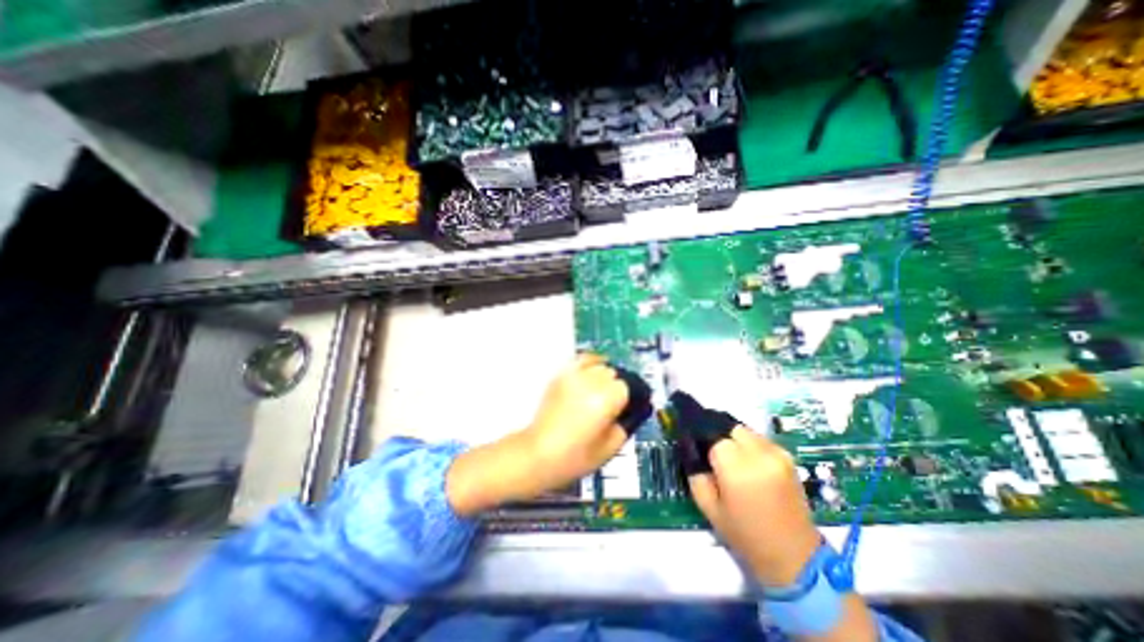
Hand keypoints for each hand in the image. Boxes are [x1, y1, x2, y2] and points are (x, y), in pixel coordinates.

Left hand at [444, 353, 624, 517]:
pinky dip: (590, 363)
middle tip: (614, 404)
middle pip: (614, 374)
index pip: (628, 387)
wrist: (538, 454)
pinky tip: (591, 374)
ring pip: (599, 364)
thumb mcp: (610, 448)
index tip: (629, 407)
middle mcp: (590, 381)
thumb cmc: (574, 457)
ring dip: (605, 375)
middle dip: (617, 387)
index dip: (631, 398)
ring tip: (602, 389)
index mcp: (605, 399)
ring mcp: (573, 376)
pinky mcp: (560, 376)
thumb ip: (626, 424)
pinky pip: (581, 360)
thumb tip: (632, 411)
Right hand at [687, 429, 821, 587]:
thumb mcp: (708, 507)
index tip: (700, 452)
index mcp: (737, 469)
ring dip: (734, 439)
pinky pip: (760, 440)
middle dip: (719, 437)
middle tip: (713, 455)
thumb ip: (695, 473)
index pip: (713, 436)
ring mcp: (777, 454)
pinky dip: (750, 445)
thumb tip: (691, 449)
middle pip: (730, 428)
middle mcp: (759, 455)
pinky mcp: (788, 457)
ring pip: (745, 431)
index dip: (704, 443)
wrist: (794, 557)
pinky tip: (748, 463)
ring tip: (732, 460)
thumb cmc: (745, 535)